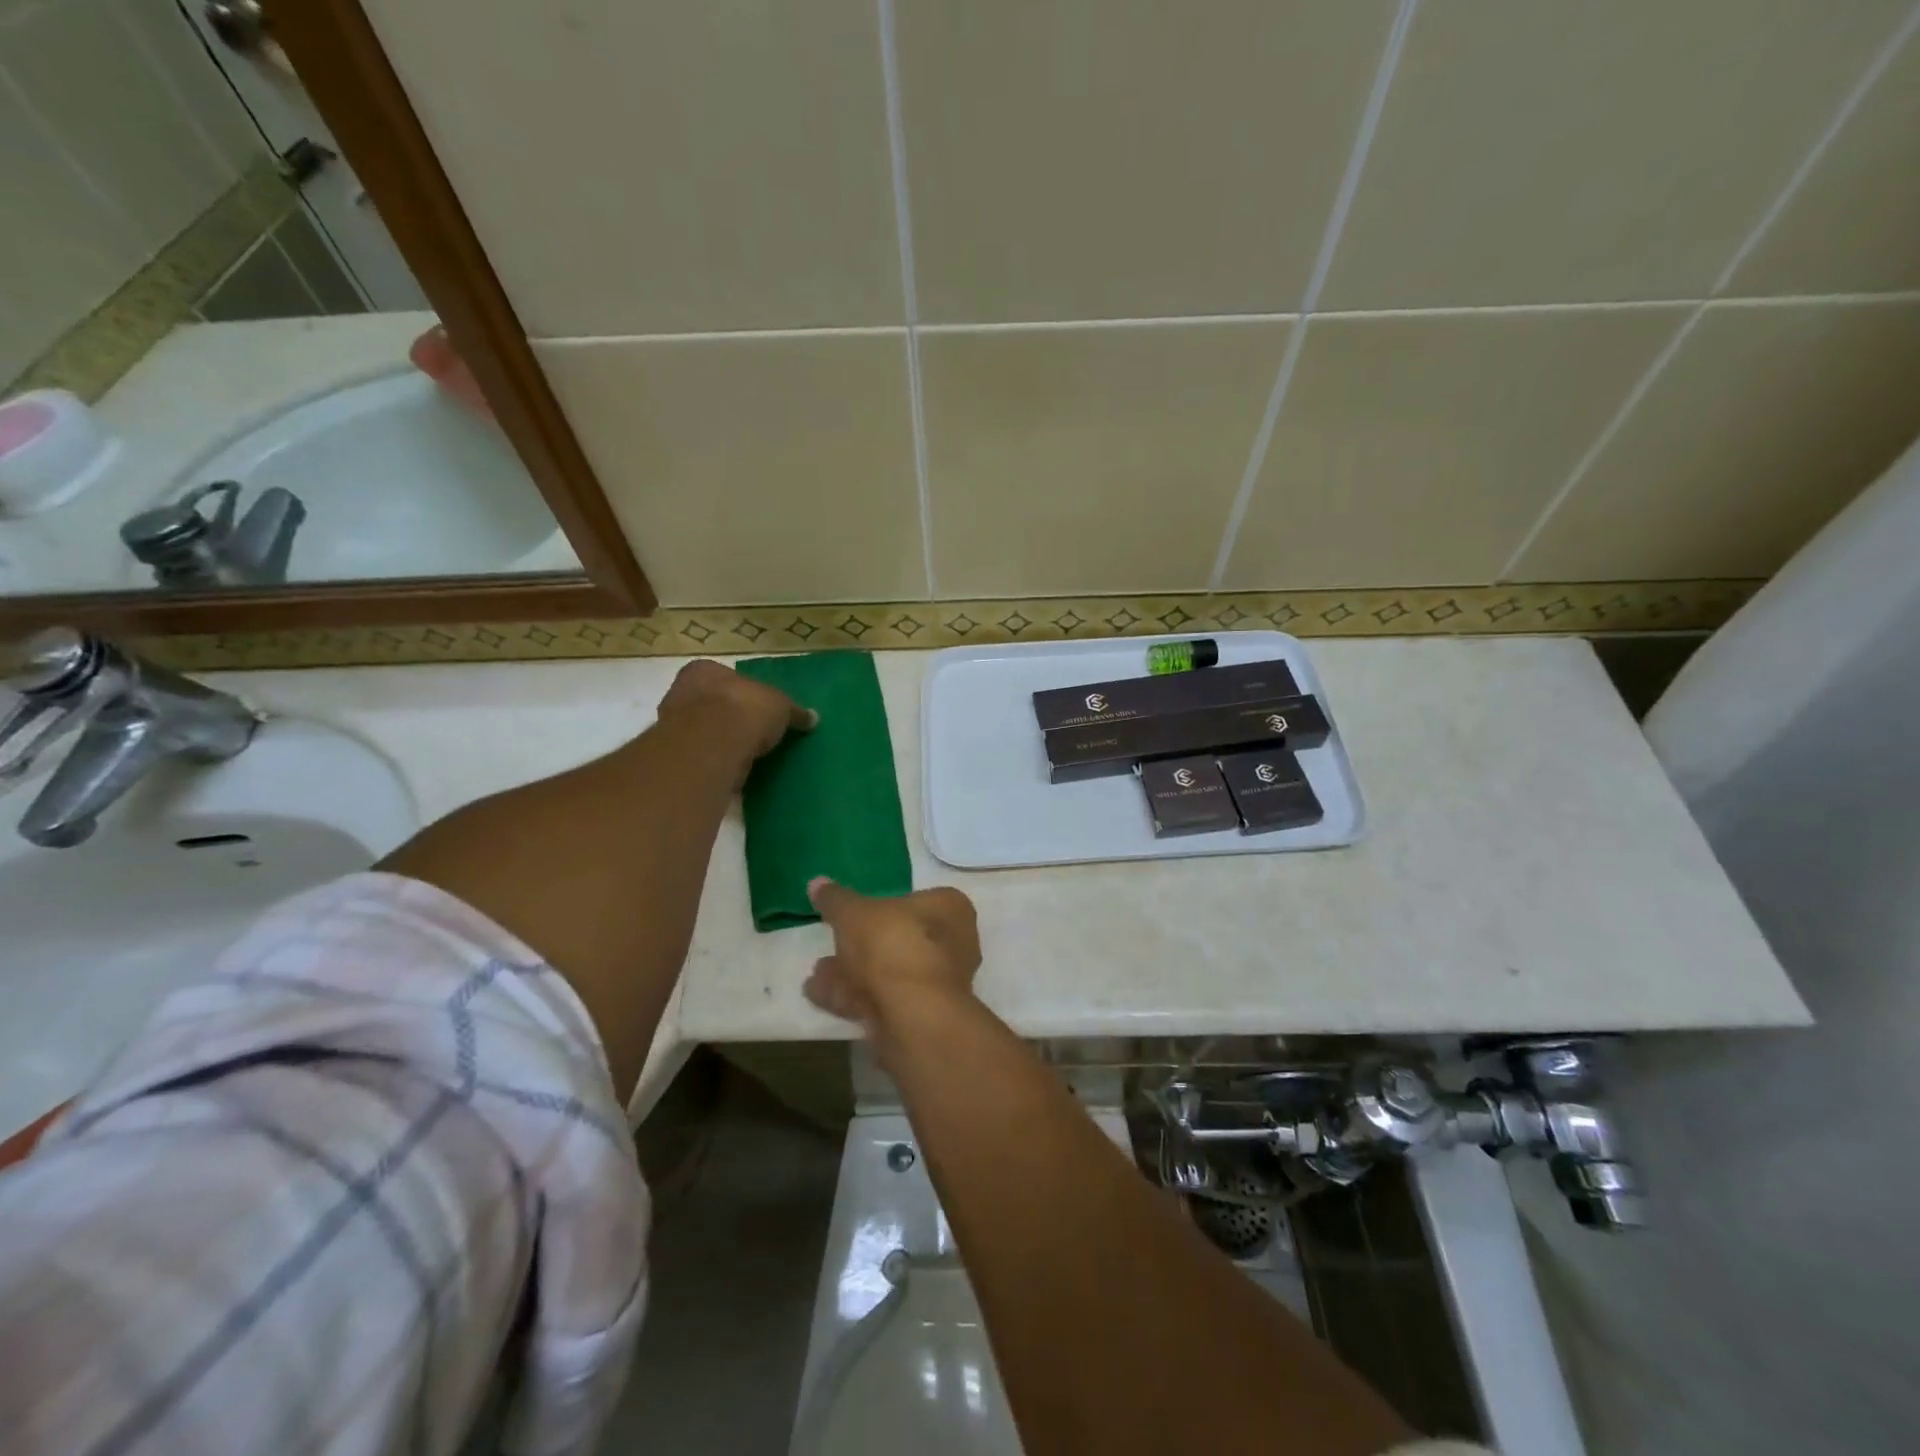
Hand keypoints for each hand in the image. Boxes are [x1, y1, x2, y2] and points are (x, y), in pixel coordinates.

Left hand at [656, 660, 815, 775]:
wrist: (712, 745)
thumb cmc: (744, 709)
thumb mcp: (781, 705)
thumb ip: (794, 711)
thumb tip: (813, 718)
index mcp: (703, 671)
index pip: (723, 677)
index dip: (742, 692)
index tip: (758, 709)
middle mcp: (681, 693)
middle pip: (709, 704)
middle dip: (729, 718)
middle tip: (754, 734)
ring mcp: (672, 727)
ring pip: (702, 733)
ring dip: (721, 743)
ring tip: (748, 757)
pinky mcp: (676, 758)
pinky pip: (702, 758)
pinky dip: (717, 764)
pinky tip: (735, 772)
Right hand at [804, 879, 980, 1039]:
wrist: (912, 1013)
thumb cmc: (892, 944)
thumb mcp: (854, 912)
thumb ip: (836, 898)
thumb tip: (817, 882)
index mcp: (949, 909)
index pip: (918, 899)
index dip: (885, 905)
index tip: (856, 913)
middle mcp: (953, 944)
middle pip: (901, 939)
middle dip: (862, 946)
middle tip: (831, 945)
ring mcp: (940, 984)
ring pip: (890, 972)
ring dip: (853, 973)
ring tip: (817, 974)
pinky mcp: (923, 1017)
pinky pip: (884, 999)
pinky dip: (853, 997)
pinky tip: (820, 996)